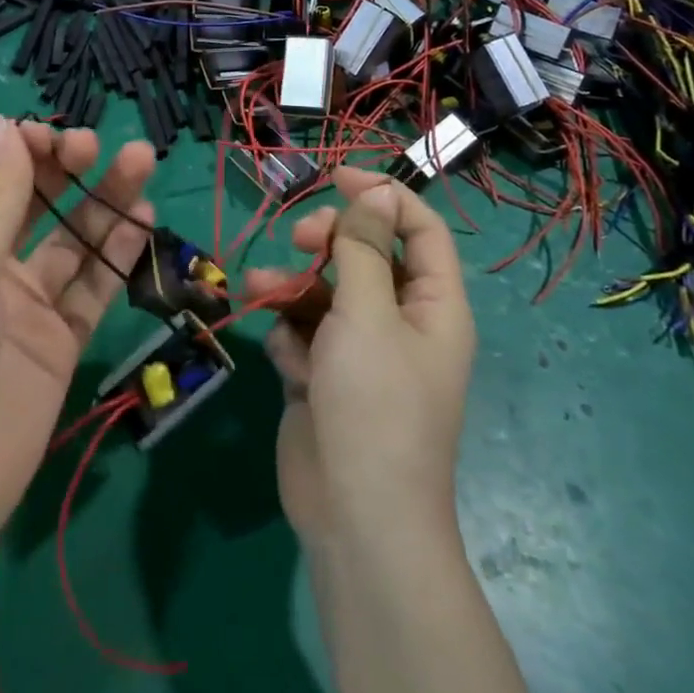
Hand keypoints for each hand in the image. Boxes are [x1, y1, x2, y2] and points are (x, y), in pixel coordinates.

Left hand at [0, 116, 155, 568]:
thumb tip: (3, 124)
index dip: (4, 147)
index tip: (44, 136)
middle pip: (25, 200)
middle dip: (59, 166)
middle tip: (95, 145)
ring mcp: (22, 304)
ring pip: (69, 239)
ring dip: (102, 202)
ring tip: (140, 164)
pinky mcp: (58, 341)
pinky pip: (91, 288)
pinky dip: (116, 256)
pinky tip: (144, 225)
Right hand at [246, 168, 474, 544]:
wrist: (355, 516)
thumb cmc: (374, 404)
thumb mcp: (368, 313)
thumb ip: (365, 248)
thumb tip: (378, 190)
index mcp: (433, 305)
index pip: (418, 229)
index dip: (382, 196)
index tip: (335, 176)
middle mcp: (401, 323)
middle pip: (364, 256)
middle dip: (327, 242)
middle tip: (298, 238)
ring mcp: (361, 353)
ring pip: (324, 294)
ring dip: (292, 288)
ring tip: (260, 290)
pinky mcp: (326, 378)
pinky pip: (305, 335)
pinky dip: (292, 339)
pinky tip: (288, 363)